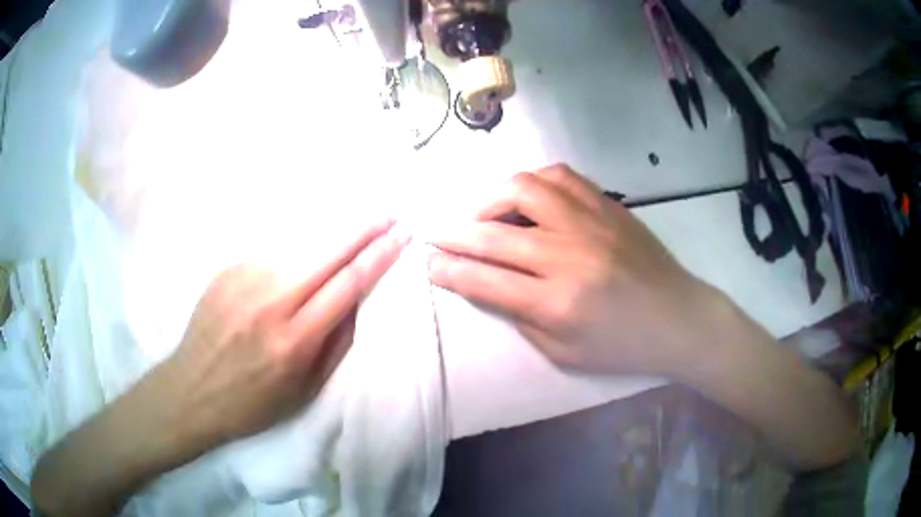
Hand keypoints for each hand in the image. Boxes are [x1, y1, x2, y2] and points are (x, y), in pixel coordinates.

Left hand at [166, 219, 409, 446]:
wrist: (191, 391)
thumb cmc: (253, 403)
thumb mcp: (305, 390)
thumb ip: (336, 344)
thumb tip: (358, 301)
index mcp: (294, 339)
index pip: (347, 284)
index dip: (379, 256)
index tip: (401, 235)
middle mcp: (270, 301)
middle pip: (327, 252)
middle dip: (363, 229)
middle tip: (389, 215)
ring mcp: (244, 280)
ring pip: (299, 247)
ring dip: (331, 236)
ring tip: (355, 227)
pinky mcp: (227, 271)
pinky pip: (272, 255)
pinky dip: (295, 253)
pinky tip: (301, 260)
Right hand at [428, 164, 724, 375]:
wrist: (678, 318)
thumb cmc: (623, 347)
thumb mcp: (565, 353)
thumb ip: (521, 319)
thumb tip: (486, 285)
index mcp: (558, 303)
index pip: (486, 280)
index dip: (449, 271)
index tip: (428, 263)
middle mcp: (568, 256)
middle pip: (494, 235)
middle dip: (453, 235)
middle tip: (435, 234)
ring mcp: (590, 223)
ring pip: (524, 190)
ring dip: (491, 200)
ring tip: (484, 215)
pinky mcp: (607, 206)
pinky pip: (560, 176)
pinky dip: (533, 182)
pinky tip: (527, 198)